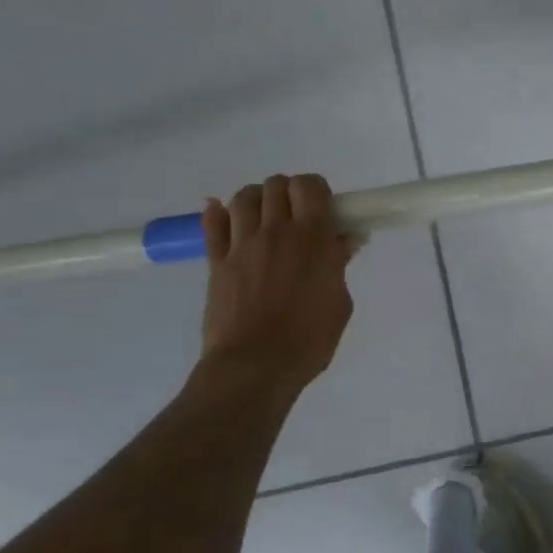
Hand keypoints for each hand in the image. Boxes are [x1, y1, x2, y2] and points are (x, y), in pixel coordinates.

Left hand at [199, 173, 357, 393]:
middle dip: (288, 193)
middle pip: (276, 185)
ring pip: (243, 198)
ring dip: (257, 200)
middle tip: (296, 215)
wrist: (255, 366)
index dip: (317, 190)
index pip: (310, 186)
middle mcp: (276, 232)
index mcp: (312, 239)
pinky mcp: (216, 262)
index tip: (324, 208)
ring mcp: (241, 245)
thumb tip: (340, 242)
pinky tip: (223, 214)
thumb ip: (337, 266)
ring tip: (264, 218)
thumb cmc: (309, 340)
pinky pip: (211, 224)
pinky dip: (217, 213)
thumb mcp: (340, 303)